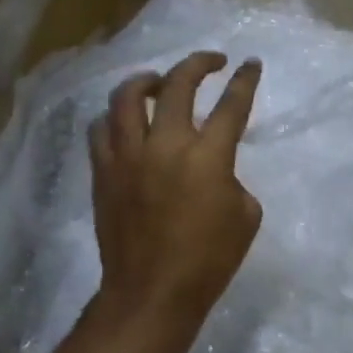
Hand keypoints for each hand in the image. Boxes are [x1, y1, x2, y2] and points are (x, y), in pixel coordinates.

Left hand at [90, 51, 262, 322]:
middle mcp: (165, 144)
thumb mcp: (245, 216)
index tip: (250, 63)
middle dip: (198, 63)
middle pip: (177, 85)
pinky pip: (101, 129)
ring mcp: (128, 156)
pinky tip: (125, 121)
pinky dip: (115, 117)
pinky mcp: (103, 172)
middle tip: (211, 61)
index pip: (231, 105)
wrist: (152, 292)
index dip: (245, 80)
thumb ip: (232, 179)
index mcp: (208, 156)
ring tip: (158, 81)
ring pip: (127, 97)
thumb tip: (214, 170)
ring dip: (146, 80)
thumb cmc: (210, 259)